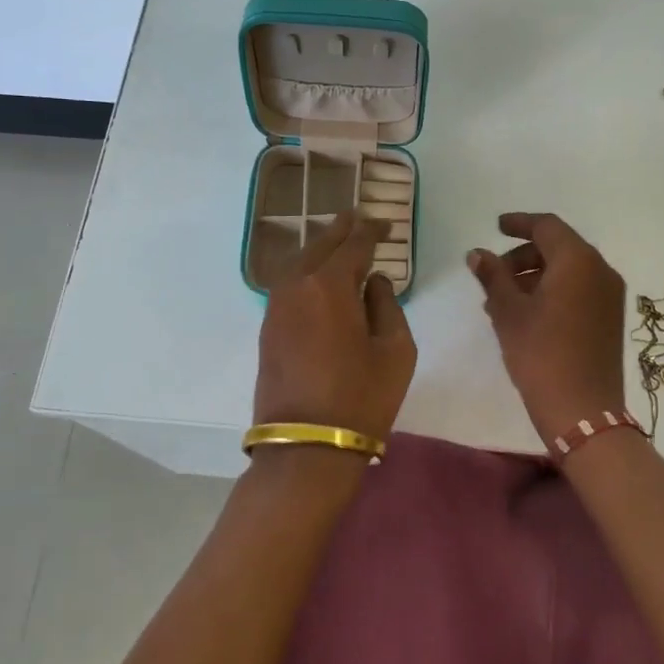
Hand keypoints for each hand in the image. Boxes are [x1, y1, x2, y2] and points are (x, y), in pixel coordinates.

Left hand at [254, 210, 415, 441]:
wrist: (307, 446)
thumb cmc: (362, 397)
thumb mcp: (396, 350)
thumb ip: (387, 305)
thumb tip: (373, 282)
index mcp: (330, 285)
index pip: (353, 244)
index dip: (371, 230)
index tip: (385, 224)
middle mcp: (297, 286)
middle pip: (320, 245)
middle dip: (341, 229)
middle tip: (358, 217)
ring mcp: (276, 307)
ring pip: (299, 262)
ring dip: (320, 248)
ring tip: (339, 241)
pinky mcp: (268, 328)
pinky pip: (289, 284)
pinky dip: (306, 271)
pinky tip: (319, 276)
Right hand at [468, 212, 627, 443]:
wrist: (582, 410)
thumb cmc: (541, 354)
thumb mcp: (508, 312)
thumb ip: (493, 276)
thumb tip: (477, 253)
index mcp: (578, 260)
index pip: (547, 226)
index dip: (519, 223)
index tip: (496, 227)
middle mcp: (600, 270)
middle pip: (559, 247)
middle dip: (524, 255)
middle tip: (494, 275)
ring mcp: (609, 296)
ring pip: (568, 270)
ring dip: (535, 276)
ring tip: (502, 300)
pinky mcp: (610, 318)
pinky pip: (578, 290)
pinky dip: (552, 291)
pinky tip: (526, 314)